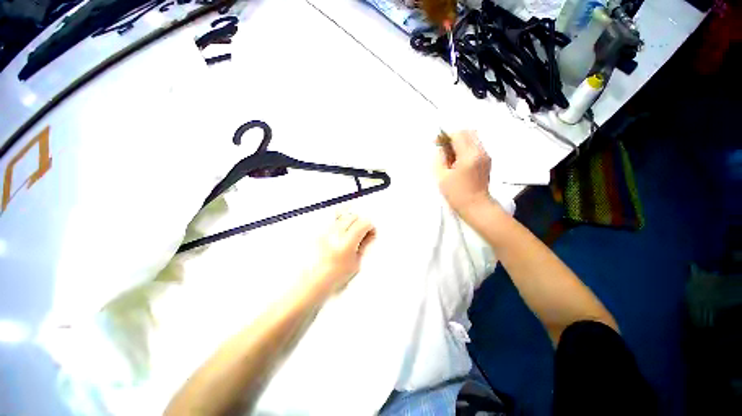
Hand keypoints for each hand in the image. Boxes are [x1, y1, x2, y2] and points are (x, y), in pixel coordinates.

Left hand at [306, 213, 375, 293]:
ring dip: (349, 222)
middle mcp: (334, 234)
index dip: (370, 227)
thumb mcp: (354, 265)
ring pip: (341, 217)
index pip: (363, 223)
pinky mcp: (317, 233)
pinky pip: (331, 222)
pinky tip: (338, 237)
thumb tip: (369, 237)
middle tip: (362, 232)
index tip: (371, 232)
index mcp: (346, 243)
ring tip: (349, 235)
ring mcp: (324, 232)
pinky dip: (338, 225)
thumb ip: (363, 247)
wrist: (310, 285)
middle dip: (360, 222)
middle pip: (352, 216)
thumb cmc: (330, 280)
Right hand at [434, 130, 492, 216]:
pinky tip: (458, 160)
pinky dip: (465, 148)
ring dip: (460, 142)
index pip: (458, 134)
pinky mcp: (486, 161)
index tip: (437, 143)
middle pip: (468, 132)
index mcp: (469, 155)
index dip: (445, 136)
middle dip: (453, 136)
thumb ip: (440, 158)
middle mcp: (480, 152)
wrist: (476, 206)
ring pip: (472, 138)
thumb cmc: (457, 194)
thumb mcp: (442, 176)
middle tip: (443, 147)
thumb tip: (441, 148)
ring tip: (450, 155)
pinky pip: (475, 146)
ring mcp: (485, 156)